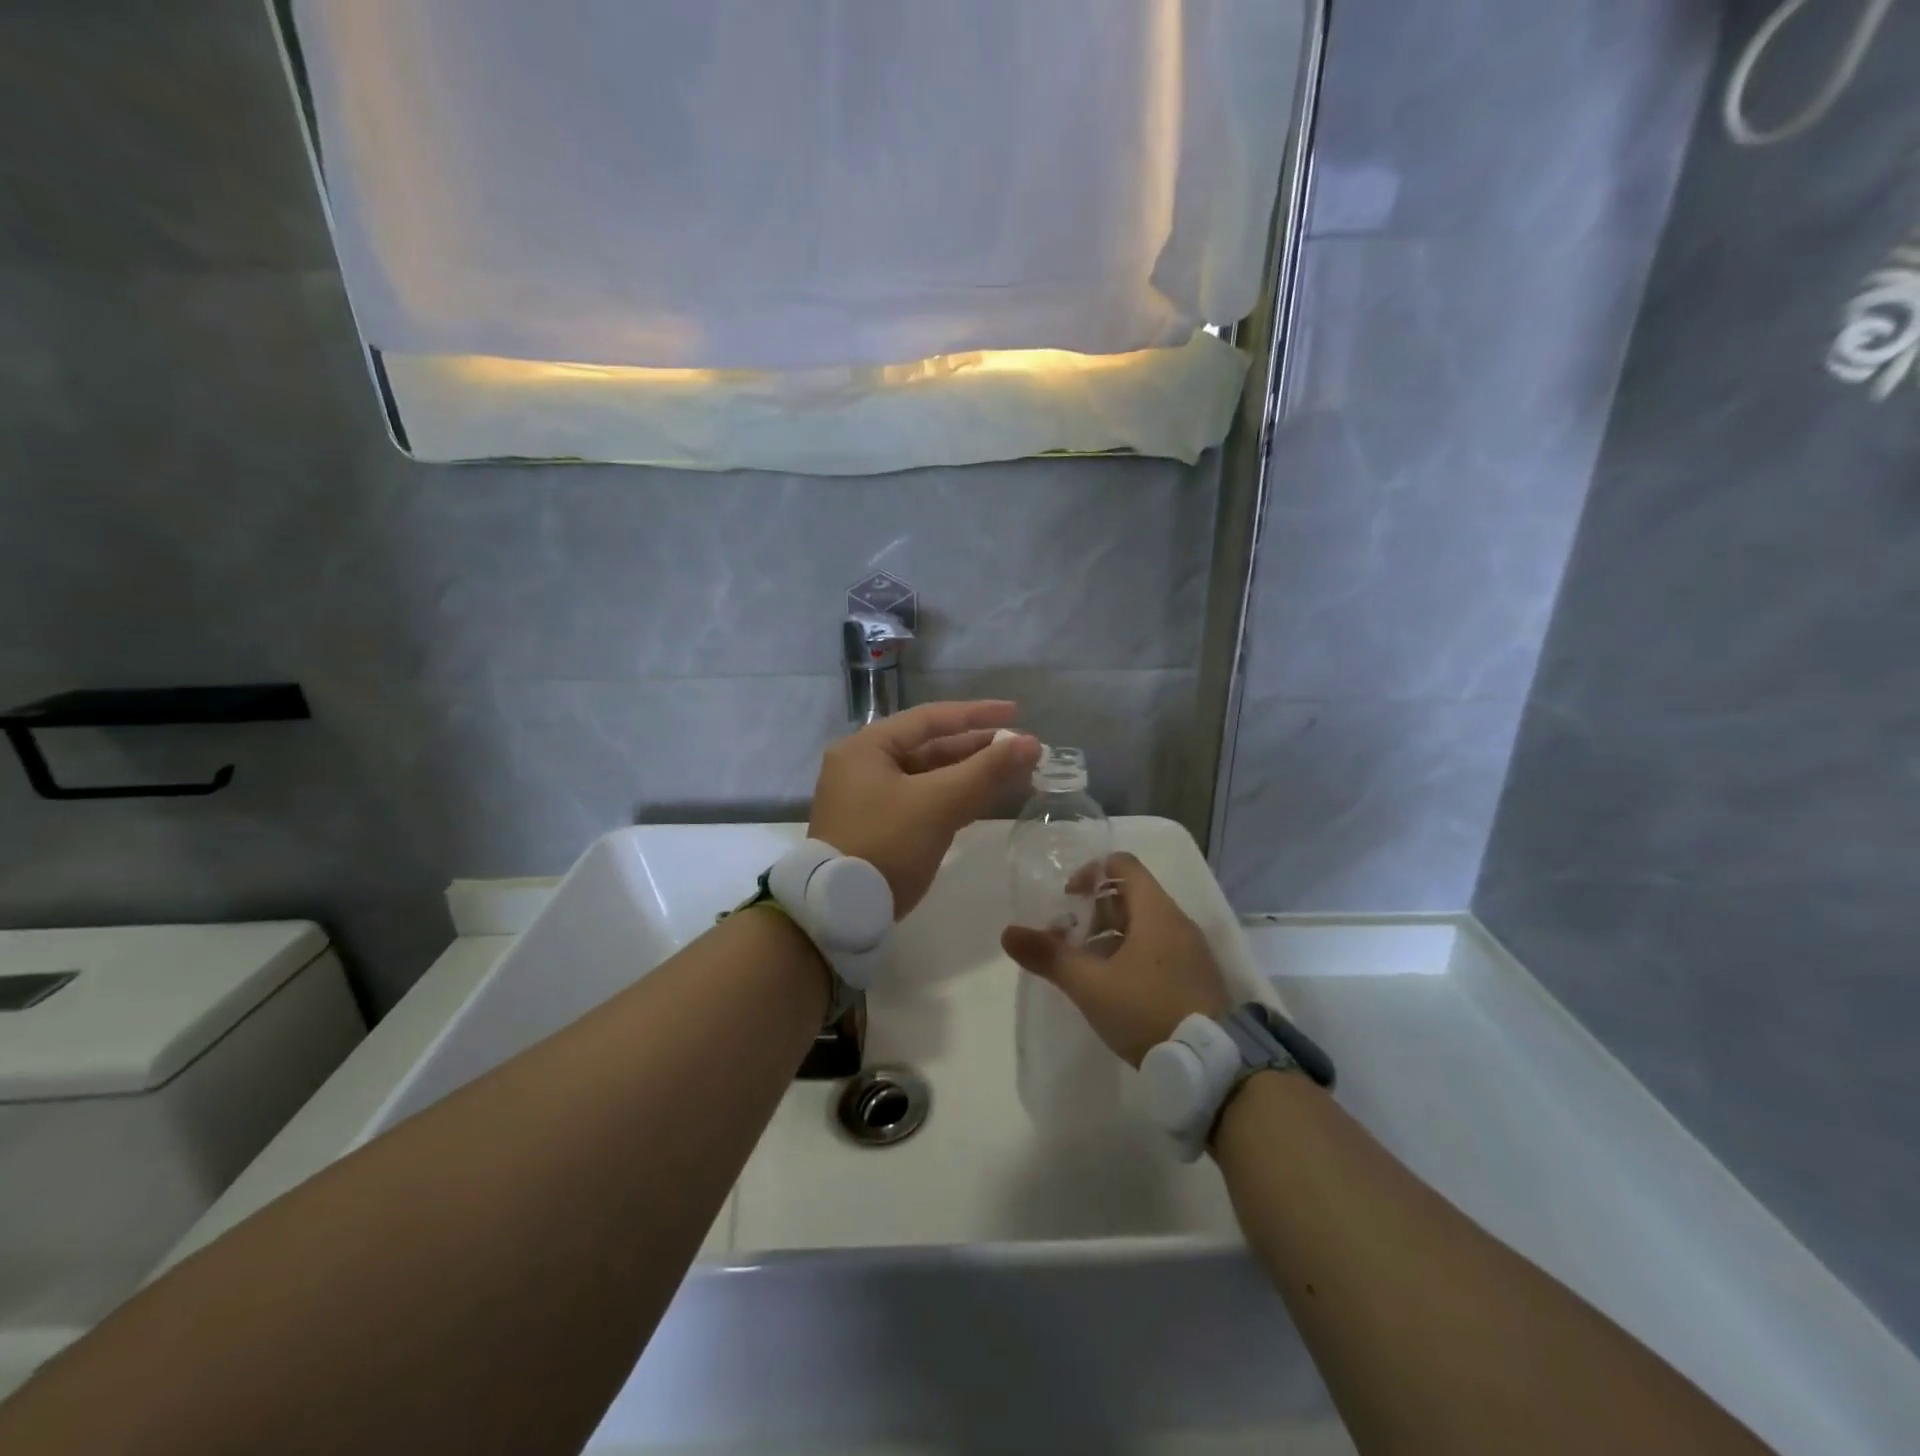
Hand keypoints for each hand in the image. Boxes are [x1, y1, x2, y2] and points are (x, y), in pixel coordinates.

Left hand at [810, 701, 1041, 917]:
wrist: (841, 912)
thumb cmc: (886, 845)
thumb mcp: (938, 803)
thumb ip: (985, 771)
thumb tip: (1031, 743)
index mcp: (867, 747)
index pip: (930, 718)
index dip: (976, 714)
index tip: (1016, 712)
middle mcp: (864, 765)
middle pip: (930, 747)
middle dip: (978, 748)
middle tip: (1022, 750)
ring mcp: (870, 798)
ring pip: (930, 776)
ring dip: (970, 774)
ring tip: (1015, 773)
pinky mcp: (880, 827)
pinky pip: (924, 801)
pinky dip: (954, 798)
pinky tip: (986, 798)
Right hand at [1002, 853, 1230, 1065]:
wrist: (1213, 1066)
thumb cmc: (1148, 1011)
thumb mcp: (1090, 985)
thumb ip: (1049, 956)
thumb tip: (1008, 933)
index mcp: (1156, 911)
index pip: (1122, 865)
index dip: (1090, 872)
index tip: (1067, 898)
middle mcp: (1177, 922)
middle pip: (1130, 897)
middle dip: (1093, 913)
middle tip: (1067, 941)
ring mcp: (1190, 951)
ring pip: (1143, 927)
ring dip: (1109, 938)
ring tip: (1085, 969)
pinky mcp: (1196, 978)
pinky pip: (1157, 951)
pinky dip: (1130, 957)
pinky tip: (1113, 990)